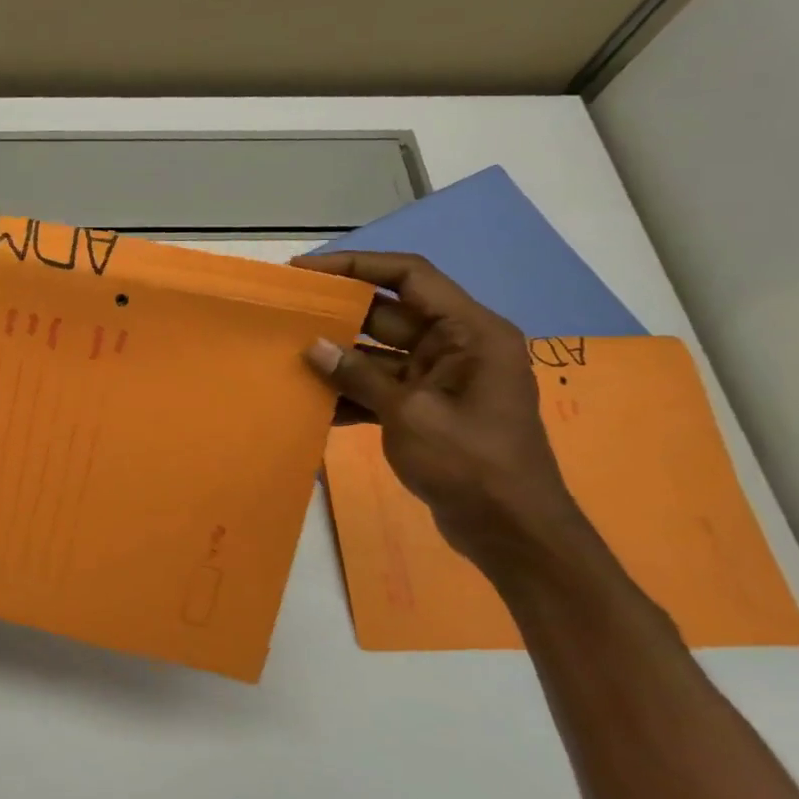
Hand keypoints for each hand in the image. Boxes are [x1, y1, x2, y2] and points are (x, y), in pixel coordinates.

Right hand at [291, 251, 591, 576]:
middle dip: (338, 313)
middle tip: (286, 311)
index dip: (357, 265)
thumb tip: (313, 347)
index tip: (307, 271)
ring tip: (287, 355)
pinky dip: (349, 393)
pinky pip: (379, 387)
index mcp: (470, 332)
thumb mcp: (410, 414)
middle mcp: (456, 346)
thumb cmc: (472, 463)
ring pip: (378, 353)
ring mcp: (440, 379)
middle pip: (388, 313)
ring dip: (338, 357)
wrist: (512, 532)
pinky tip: (311, 403)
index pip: (409, 277)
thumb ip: (358, 376)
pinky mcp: (425, 409)